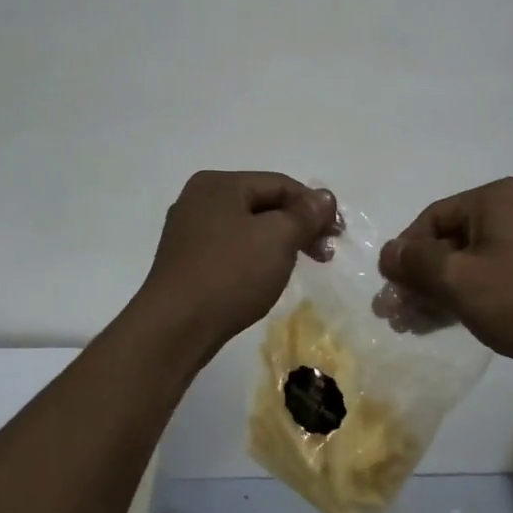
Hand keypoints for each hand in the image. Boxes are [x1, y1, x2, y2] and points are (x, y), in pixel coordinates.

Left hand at [138, 171, 340, 350]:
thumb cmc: (230, 274)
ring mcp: (189, 231)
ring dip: (280, 242)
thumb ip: (305, 214)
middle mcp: (200, 199)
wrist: (174, 328)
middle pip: (263, 203)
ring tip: (302, 265)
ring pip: (248, 227)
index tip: (338, 234)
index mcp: (219, 184)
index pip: (280, 184)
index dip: (314, 205)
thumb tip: (324, 197)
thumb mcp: (277, 238)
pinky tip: (268, 276)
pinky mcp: (186, 261)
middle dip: (298, 226)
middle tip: (325, 253)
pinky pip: (232, 248)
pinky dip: (256, 256)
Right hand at [377, 178, 512, 365]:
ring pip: (464, 263)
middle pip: (447, 241)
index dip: (405, 253)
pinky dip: (460, 296)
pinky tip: (435, 323)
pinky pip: (485, 276)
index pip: (432, 218)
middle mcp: (511, 211)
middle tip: (392, 313)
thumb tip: (387, 252)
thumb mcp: (456, 279)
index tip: (389, 288)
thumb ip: (415, 262)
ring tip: (408, 325)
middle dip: (417, 278)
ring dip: (434, 292)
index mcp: (494, 198)